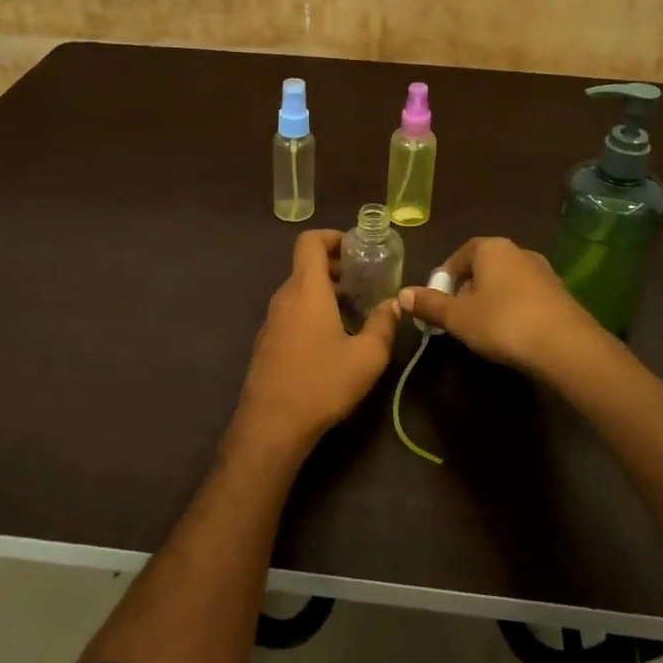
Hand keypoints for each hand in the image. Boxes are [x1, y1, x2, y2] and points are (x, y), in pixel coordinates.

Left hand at [235, 229, 401, 449]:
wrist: (271, 425)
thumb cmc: (321, 383)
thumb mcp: (367, 357)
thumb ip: (384, 324)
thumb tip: (395, 304)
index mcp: (306, 289)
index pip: (310, 241)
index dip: (333, 237)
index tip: (358, 251)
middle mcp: (285, 297)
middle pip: (307, 265)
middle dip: (338, 267)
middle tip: (367, 282)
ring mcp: (272, 320)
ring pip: (301, 291)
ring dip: (327, 292)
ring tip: (356, 313)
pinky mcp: (267, 342)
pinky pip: (293, 312)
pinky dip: (313, 311)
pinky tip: (333, 340)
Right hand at [399, 236, 609, 376]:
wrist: (565, 345)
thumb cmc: (502, 322)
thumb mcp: (457, 317)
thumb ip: (429, 304)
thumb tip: (402, 293)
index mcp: (491, 248)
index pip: (461, 254)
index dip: (445, 276)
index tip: (438, 300)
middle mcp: (519, 252)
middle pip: (484, 267)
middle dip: (468, 290)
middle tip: (457, 317)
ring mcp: (543, 272)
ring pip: (506, 283)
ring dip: (492, 301)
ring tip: (482, 329)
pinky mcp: (560, 295)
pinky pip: (526, 297)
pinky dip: (514, 310)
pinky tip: (511, 335)